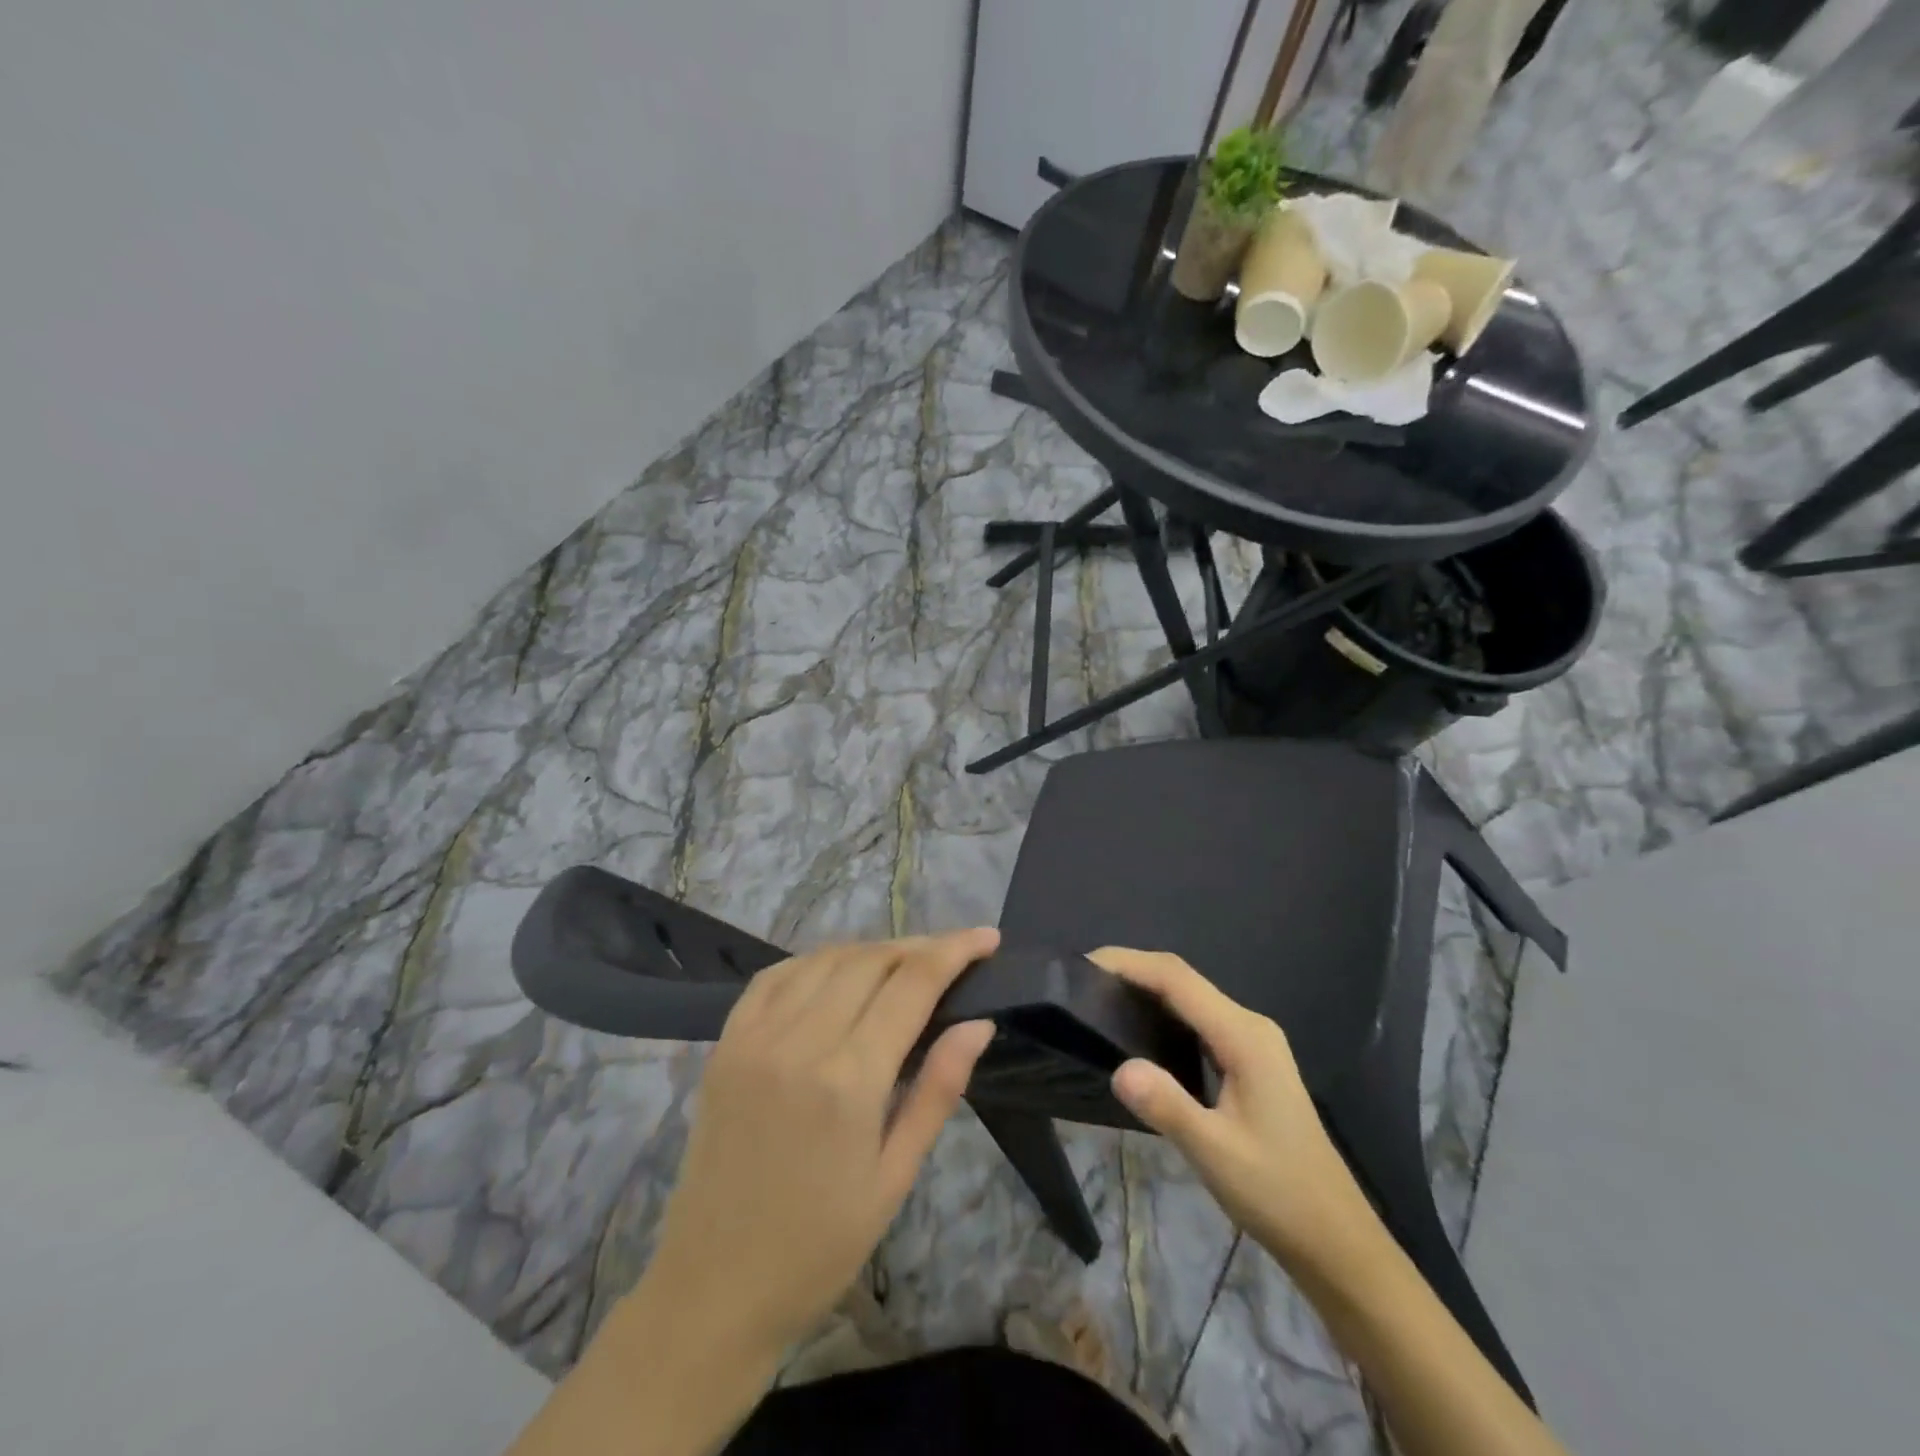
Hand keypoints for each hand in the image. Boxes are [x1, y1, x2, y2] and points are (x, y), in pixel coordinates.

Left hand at [637, 929, 1000, 1361]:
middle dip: (919, 947)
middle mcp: (800, 1040)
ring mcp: (755, 1035)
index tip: (987, 937)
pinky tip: (837, 973)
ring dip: (872, 951)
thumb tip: (979, 1022)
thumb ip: (938, 1089)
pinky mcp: (727, 1042)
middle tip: (951, 958)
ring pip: (826, 958)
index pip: (913, 983)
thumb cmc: (819, 1245)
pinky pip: (777, 975)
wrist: (713, 1287)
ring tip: (902, 965)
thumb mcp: (894, 1177)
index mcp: (850, 1079)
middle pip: (871, 960)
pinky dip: (816, 961)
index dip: (955, 950)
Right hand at [1091, 947, 1375, 1271]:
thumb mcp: (1216, 1153)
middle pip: (1183, 980)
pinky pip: (1198, 1022)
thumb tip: (1119, 1068)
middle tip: (1081, 984)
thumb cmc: (1279, 1194)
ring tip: (1099, 1001)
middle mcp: (1249, 1026)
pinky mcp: (1249, 1062)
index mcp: (1244, 1036)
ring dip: (1146, 991)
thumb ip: (1167, 1106)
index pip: (1177, 979)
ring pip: (1190, 1000)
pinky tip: (1138, 1034)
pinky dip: (1163, 1016)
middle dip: (1132, 972)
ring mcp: (1252, 1043)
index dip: (1129, 963)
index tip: (1083, 965)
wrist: (1337, 1241)